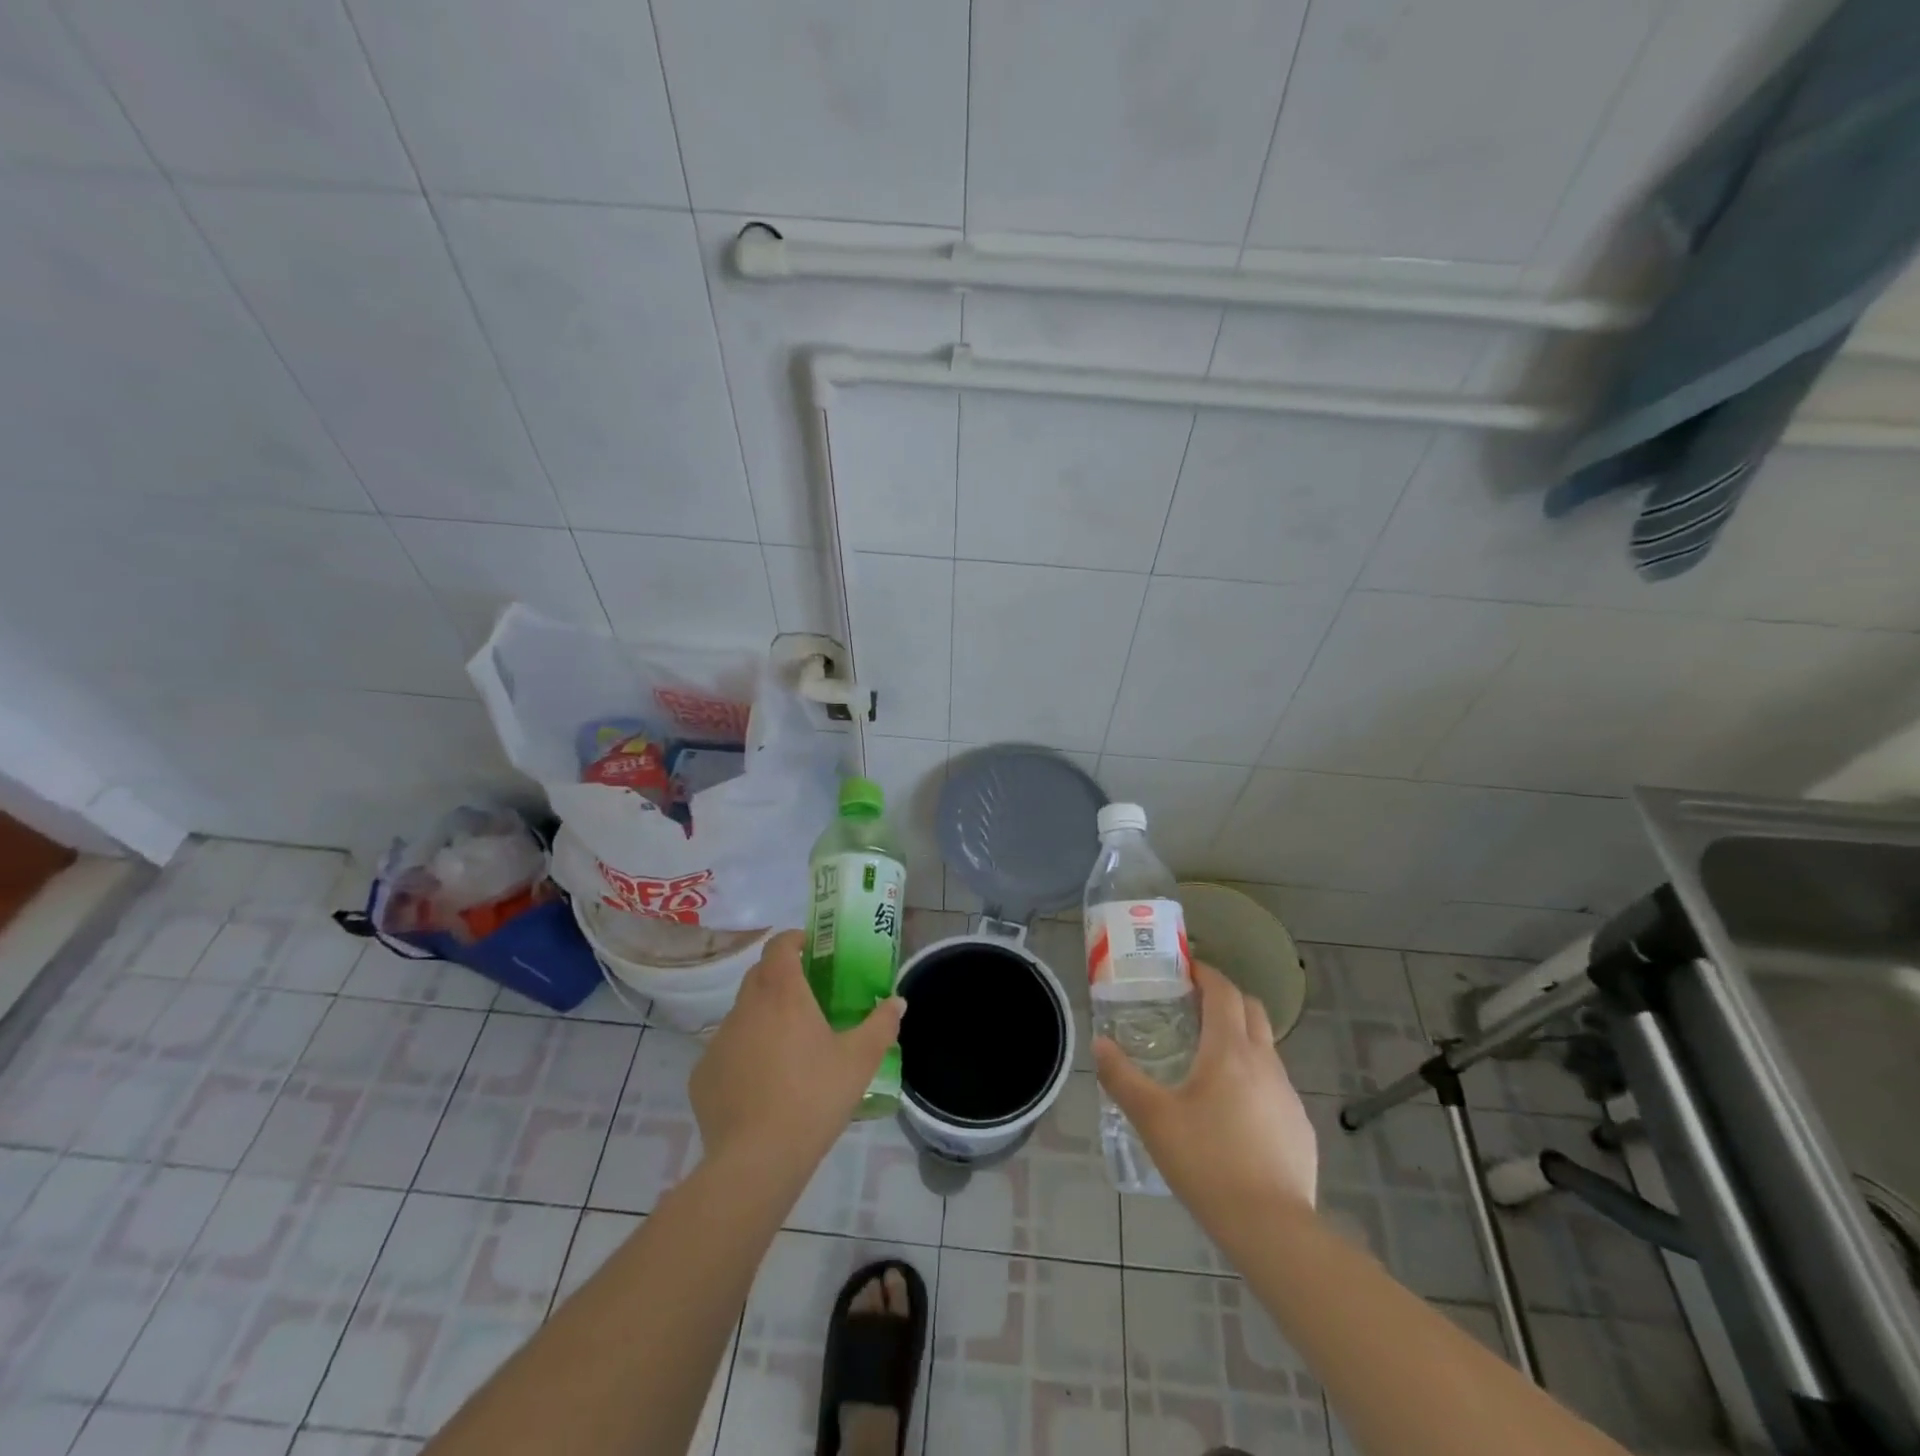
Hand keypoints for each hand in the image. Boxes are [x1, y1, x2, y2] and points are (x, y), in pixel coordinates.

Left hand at [689, 930, 904, 1176]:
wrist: (757, 1160)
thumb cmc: (814, 1097)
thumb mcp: (860, 1061)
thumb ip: (881, 1025)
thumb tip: (897, 1002)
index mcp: (783, 994)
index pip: (779, 946)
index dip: (794, 940)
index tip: (811, 948)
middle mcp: (745, 1007)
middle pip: (759, 975)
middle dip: (780, 975)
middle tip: (807, 995)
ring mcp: (719, 1040)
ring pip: (742, 1014)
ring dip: (762, 1017)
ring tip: (786, 1047)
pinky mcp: (702, 1074)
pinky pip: (726, 1051)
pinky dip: (743, 1055)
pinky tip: (761, 1085)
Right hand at [1093, 961, 1317, 1219]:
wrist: (1273, 1229)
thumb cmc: (1207, 1163)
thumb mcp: (1153, 1119)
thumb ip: (1122, 1078)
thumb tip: (1099, 1044)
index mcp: (1229, 1050)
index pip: (1224, 992)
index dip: (1206, 973)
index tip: (1186, 968)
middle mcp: (1265, 1062)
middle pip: (1252, 1010)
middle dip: (1227, 998)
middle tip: (1195, 1005)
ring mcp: (1288, 1095)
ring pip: (1265, 1048)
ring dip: (1240, 1038)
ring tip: (1209, 1060)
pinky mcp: (1300, 1126)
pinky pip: (1275, 1085)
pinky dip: (1253, 1078)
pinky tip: (1233, 1112)